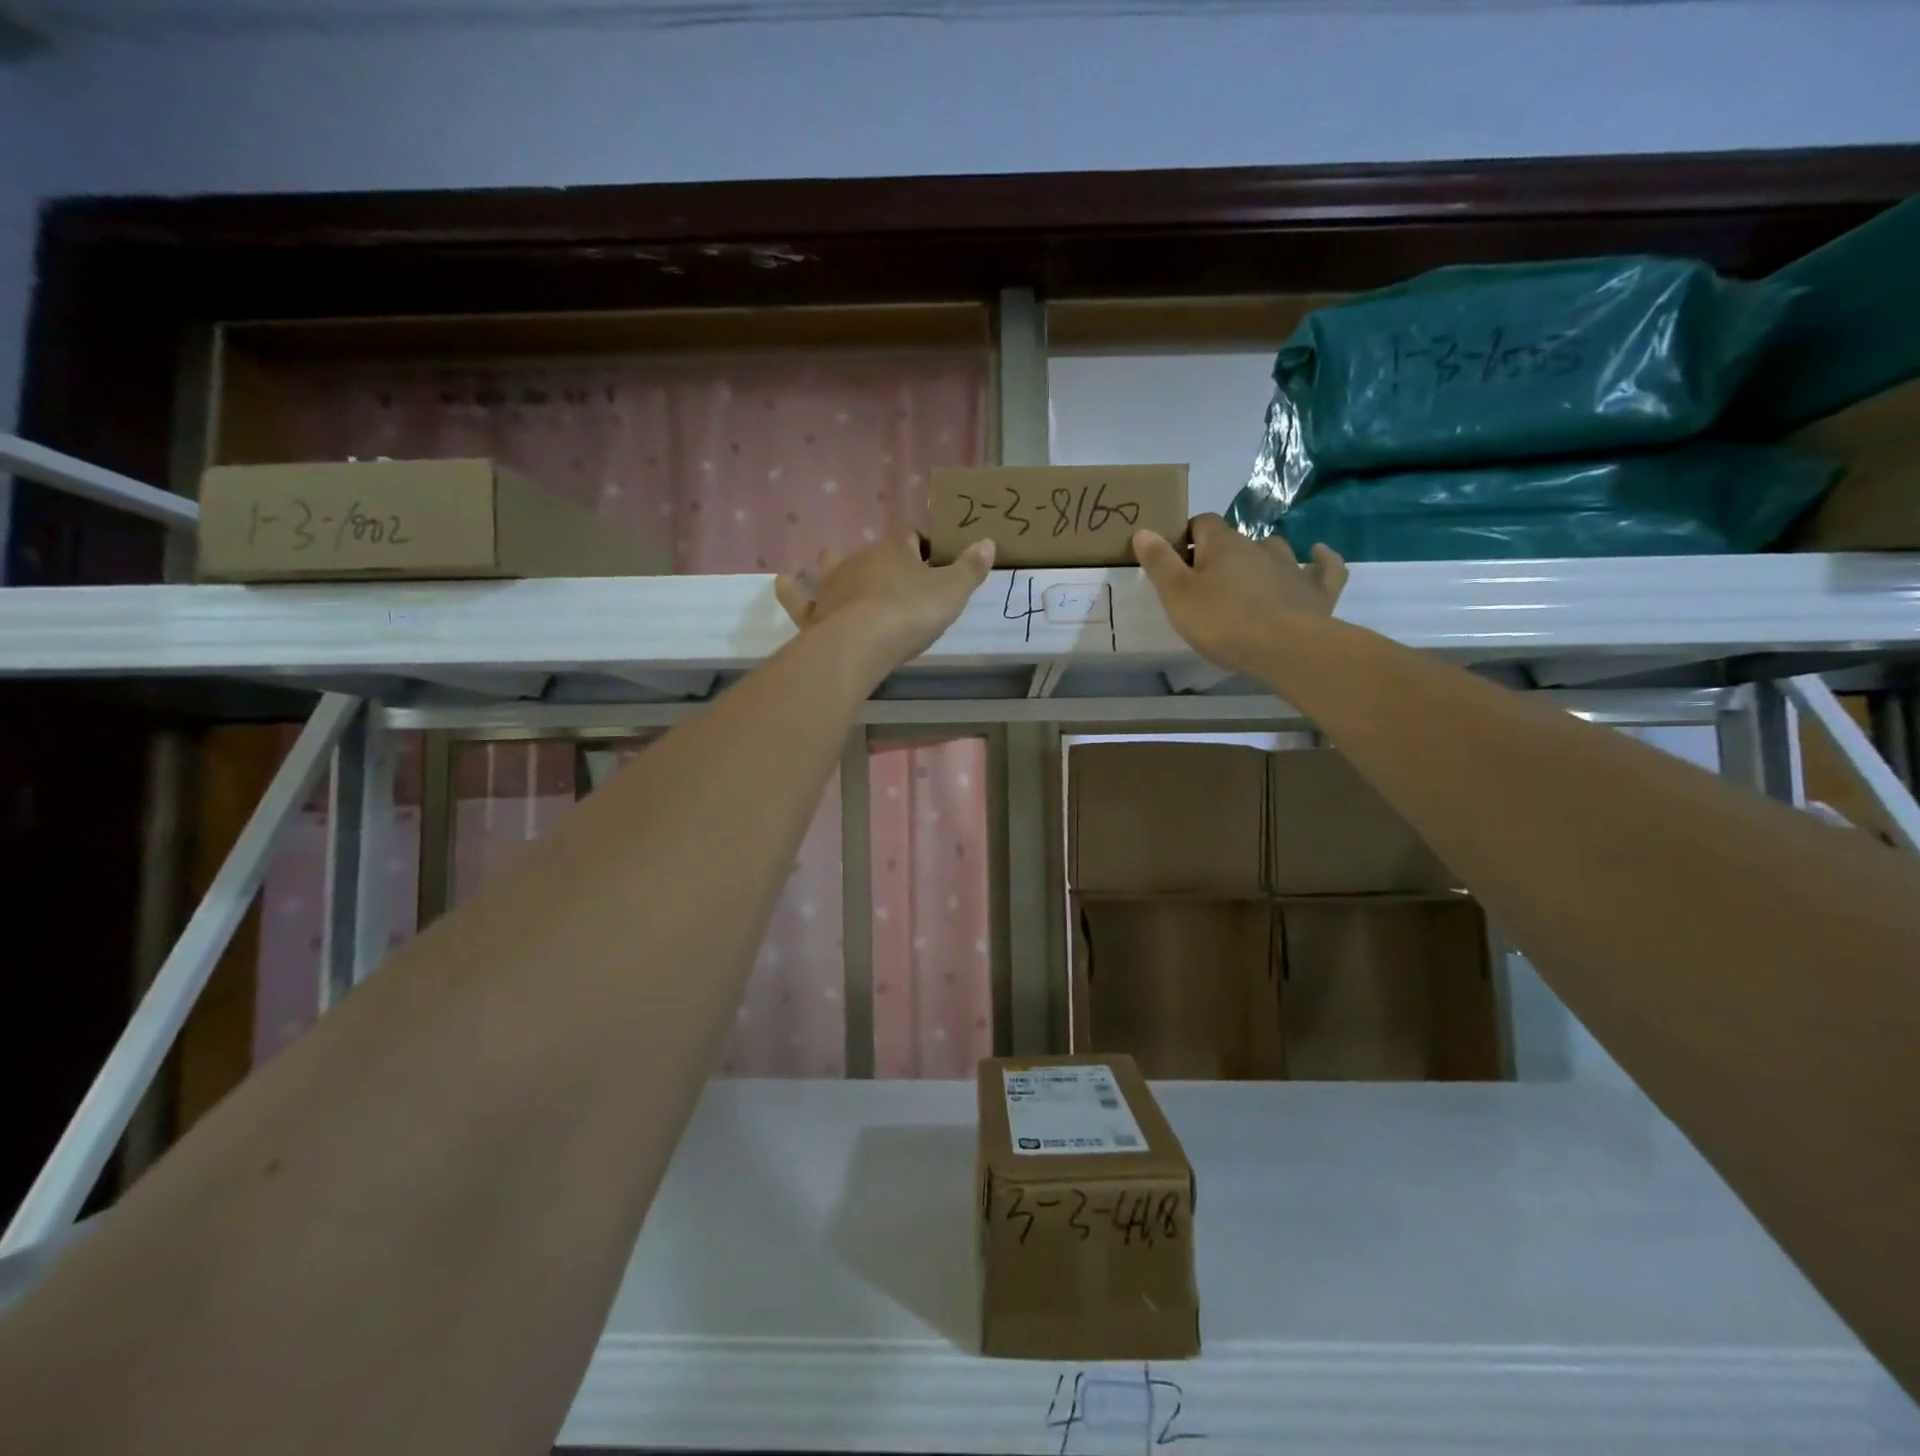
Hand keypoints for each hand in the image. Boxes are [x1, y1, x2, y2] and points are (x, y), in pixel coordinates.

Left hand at [775, 531, 995, 678]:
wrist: (862, 643)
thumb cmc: (911, 612)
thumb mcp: (952, 592)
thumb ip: (970, 568)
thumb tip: (987, 542)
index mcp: (895, 548)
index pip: (911, 536)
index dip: (923, 546)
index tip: (934, 562)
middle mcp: (859, 558)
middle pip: (873, 551)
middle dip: (884, 559)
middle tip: (898, 580)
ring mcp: (832, 584)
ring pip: (831, 565)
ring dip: (836, 565)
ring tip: (840, 570)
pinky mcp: (814, 612)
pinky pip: (796, 597)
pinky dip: (791, 588)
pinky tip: (786, 580)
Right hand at [1132, 515, 1347, 676]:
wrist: (1286, 648)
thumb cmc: (1223, 621)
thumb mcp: (1177, 595)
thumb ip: (1159, 562)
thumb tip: (1143, 530)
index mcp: (1223, 544)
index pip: (1201, 522)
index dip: (1187, 537)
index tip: (1176, 560)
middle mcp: (1259, 546)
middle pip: (1235, 539)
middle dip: (1221, 554)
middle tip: (1206, 583)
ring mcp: (1292, 566)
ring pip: (1274, 550)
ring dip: (1262, 558)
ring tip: (1250, 578)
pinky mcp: (1317, 590)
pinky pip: (1323, 567)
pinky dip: (1319, 561)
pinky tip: (1318, 556)